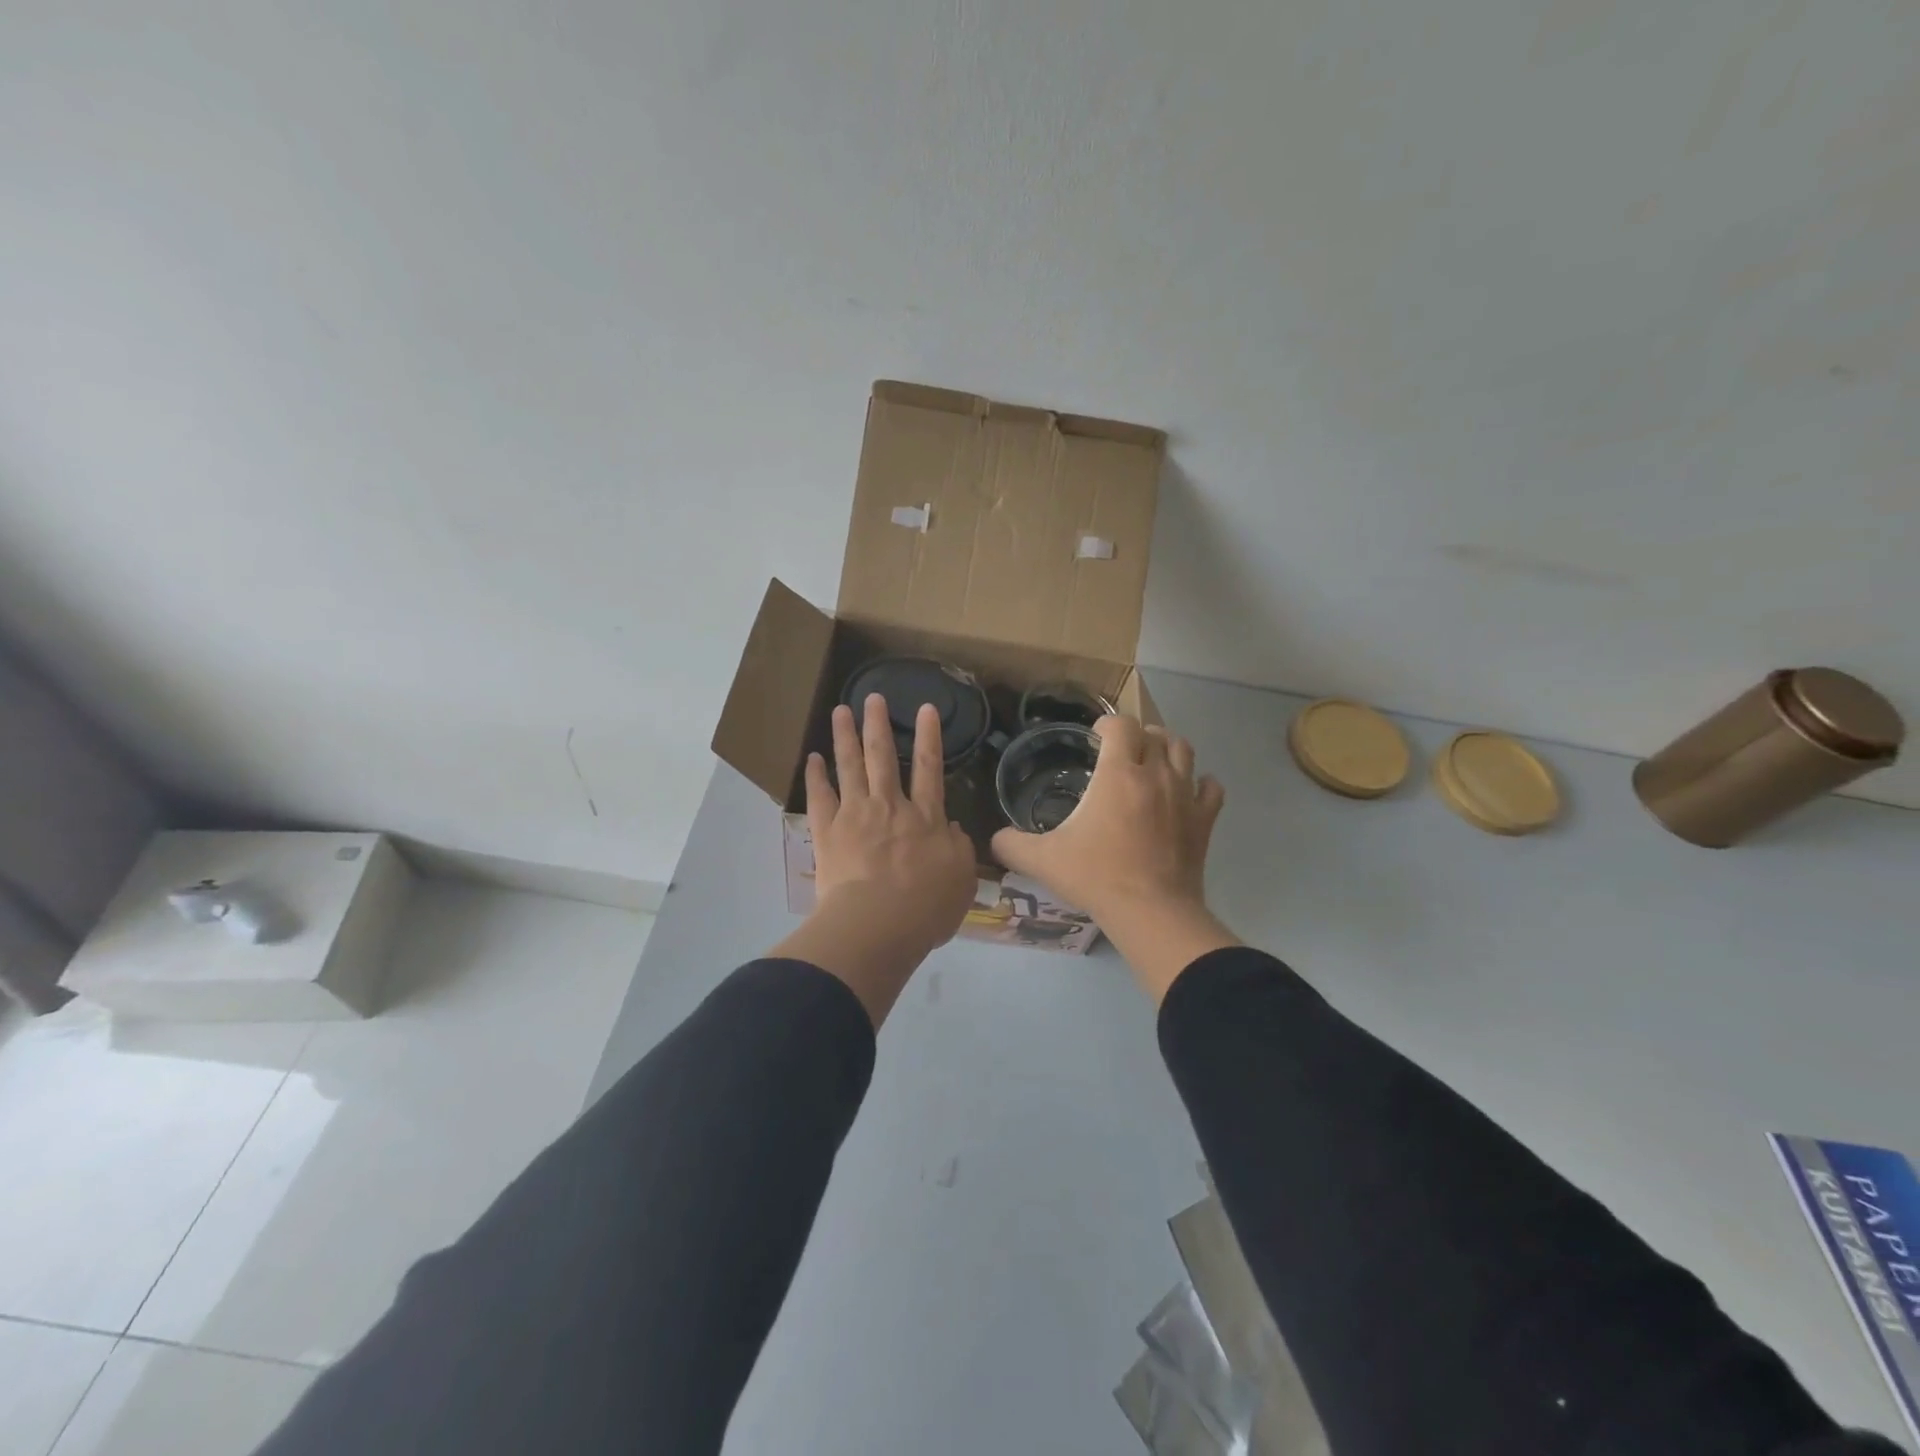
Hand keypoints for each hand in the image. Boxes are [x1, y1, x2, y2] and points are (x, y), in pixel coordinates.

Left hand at [769, 694, 977, 1024]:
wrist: (877, 925)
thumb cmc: (925, 907)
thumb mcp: (961, 880)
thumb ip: (959, 848)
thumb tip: (951, 828)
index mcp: (925, 818)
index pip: (929, 768)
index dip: (929, 736)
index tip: (926, 708)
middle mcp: (889, 806)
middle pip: (882, 756)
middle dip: (878, 724)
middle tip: (873, 697)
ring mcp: (855, 815)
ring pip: (850, 767)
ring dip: (845, 736)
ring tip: (840, 711)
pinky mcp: (827, 833)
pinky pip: (819, 797)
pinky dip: (815, 776)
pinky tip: (812, 758)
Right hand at [992, 716, 1237, 1000]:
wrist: (1150, 911)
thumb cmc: (1096, 876)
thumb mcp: (1042, 860)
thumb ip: (1011, 844)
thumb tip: (994, 839)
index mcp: (1118, 774)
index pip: (1120, 725)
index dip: (1106, 725)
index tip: (1095, 738)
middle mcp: (1155, 774)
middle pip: (1154, 733)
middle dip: (1136, 735)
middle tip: (1121, 751)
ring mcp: (1185, 795)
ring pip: (1184, 751)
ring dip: (1168, 748)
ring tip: (1153, 760)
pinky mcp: (1204, 820)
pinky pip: (1210, 788)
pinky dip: (1199, 784)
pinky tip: (1187, 793)